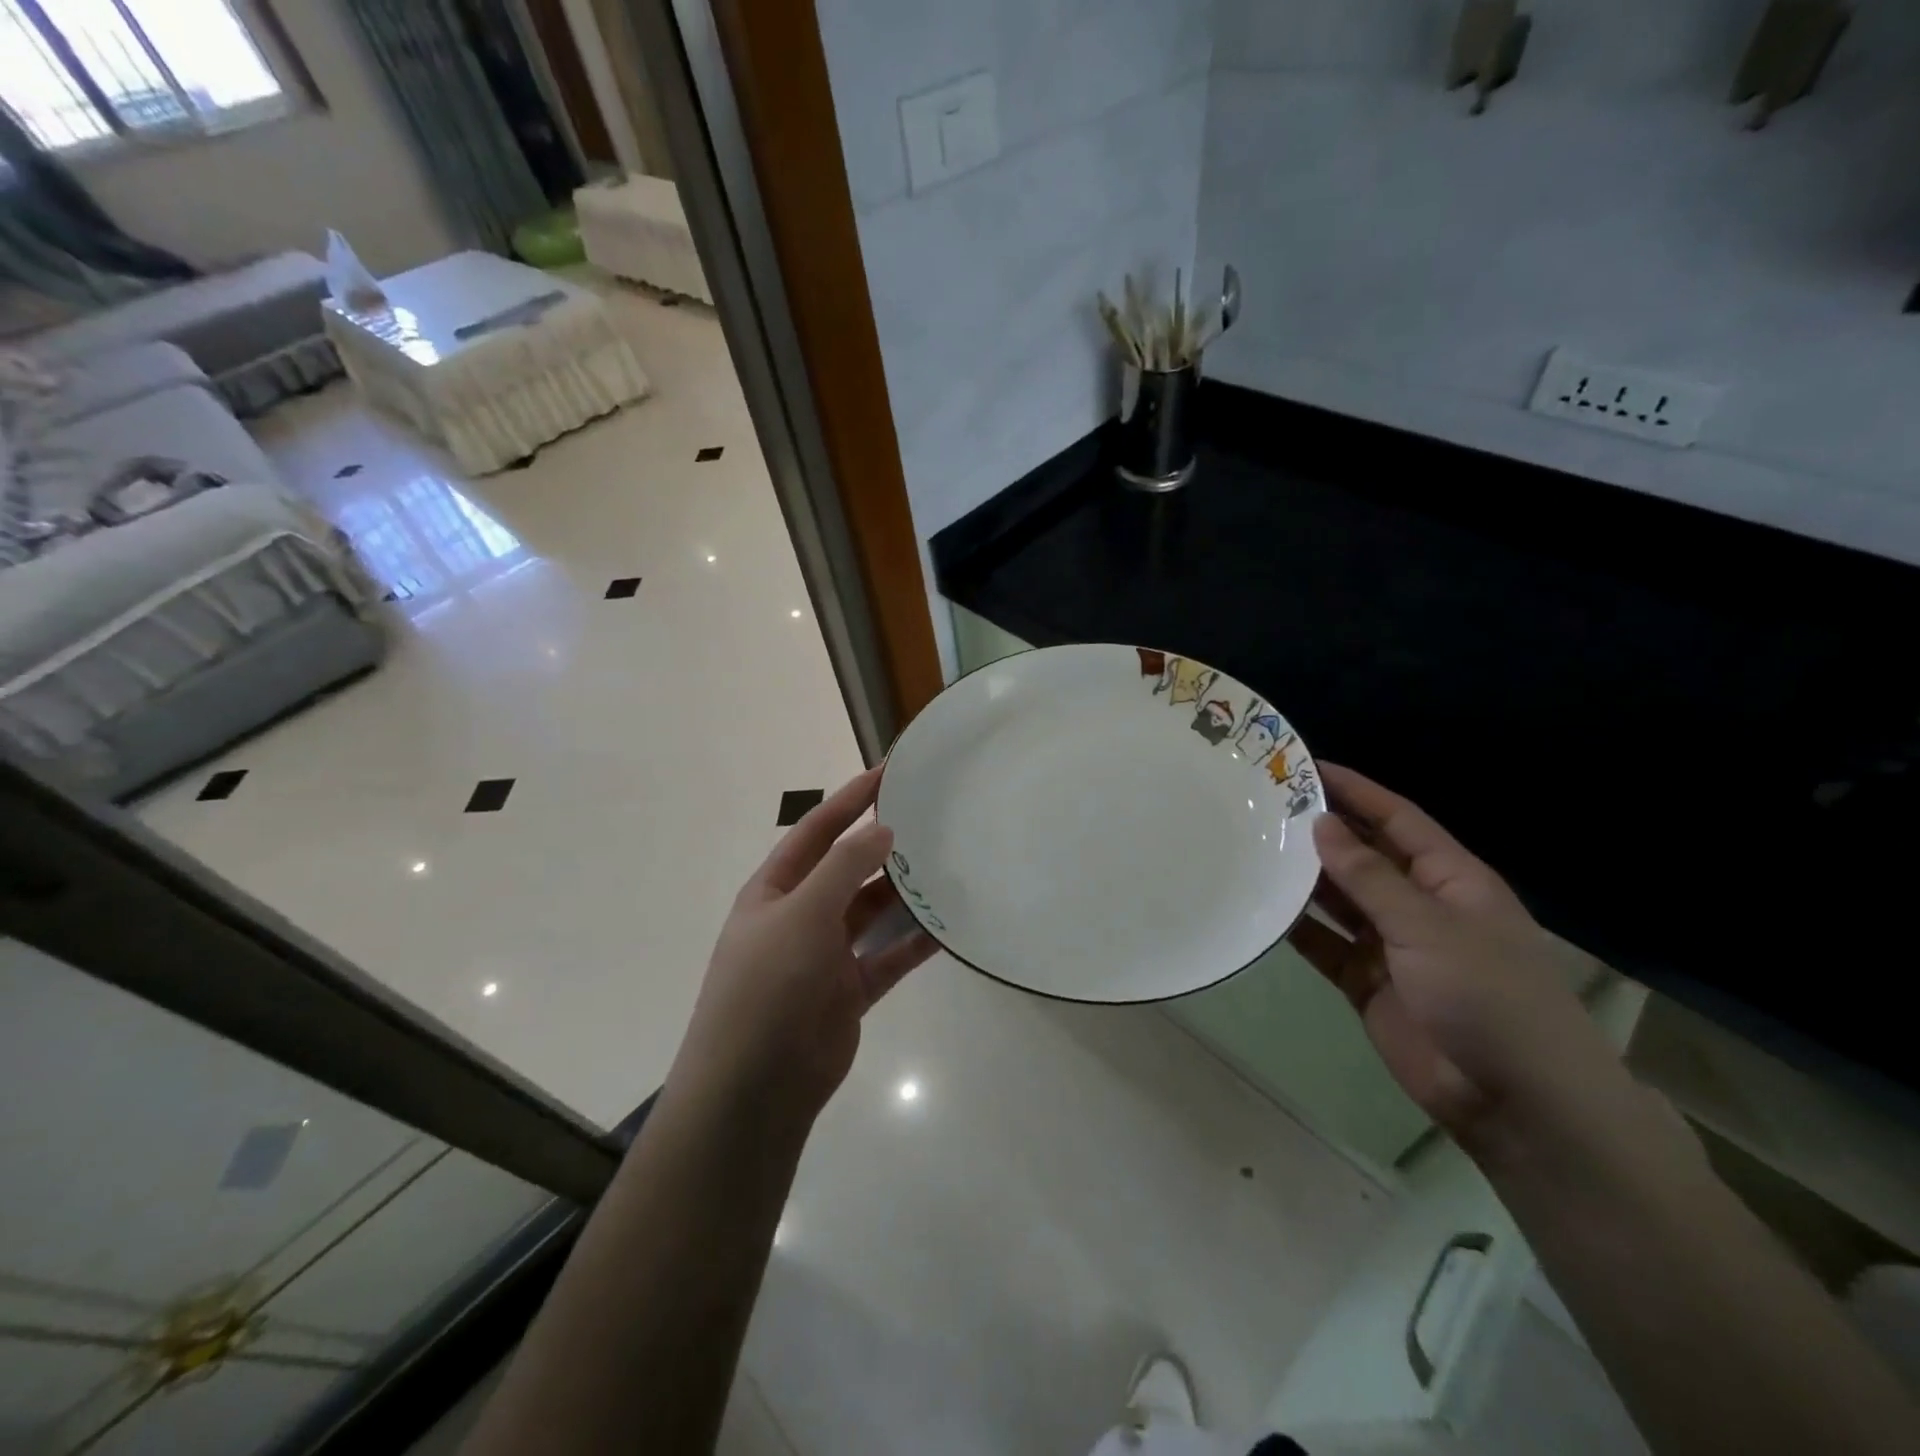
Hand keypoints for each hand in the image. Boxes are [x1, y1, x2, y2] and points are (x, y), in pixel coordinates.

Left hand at [667, 767, 937, 1125]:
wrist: (755, 1088)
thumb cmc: (768, 986)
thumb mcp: (802, 914)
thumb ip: (844, 868)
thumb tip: (882, 830)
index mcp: (775, 890)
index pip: (817, 831)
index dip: (851, 800)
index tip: (889, 772)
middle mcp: (799, 916)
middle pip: (847, 869)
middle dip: (883, 845)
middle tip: (931, 818)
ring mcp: (825, 955)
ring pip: (872, 912)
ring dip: (903, 892)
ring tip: (947, 866)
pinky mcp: (849, 990)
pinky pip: (888, 957)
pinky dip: (915, 942)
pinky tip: (949, 926)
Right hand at [1290, 763, 1623, 1150]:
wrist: (1515, 1103)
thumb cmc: (1488, 997)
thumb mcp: (1429, 927)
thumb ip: (1370, 877)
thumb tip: (1322, 824)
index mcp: (1451, 879)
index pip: (1397, 820)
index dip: (1355, 791)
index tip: (1306, 767)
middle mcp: (1420, 904)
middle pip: (1364, 856)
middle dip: (1321, 832)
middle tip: (1263, 806)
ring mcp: (1392, 945)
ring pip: (1339, 899)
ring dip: (1303, 878)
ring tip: (1253, 849)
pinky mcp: (1366, 981)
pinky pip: (1325, 943)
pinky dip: (1297, 928)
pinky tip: (1262, 908)